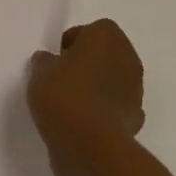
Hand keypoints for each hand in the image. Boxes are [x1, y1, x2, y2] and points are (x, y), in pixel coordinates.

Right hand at [28, 19, 144, 175]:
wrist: (91, 144)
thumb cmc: (65, 96)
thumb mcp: (40, 73)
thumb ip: (45, 62)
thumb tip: (49, 61)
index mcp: (107, 36)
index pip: (89, 31)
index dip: (71, 45)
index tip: (56, 62)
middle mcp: (128, 56)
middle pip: (104, 55)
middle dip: (86, 65)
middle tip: (61, 82)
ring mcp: (136, 88)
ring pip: (112, 81)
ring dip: (97, 89)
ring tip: (70, 106)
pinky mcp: (135, 117)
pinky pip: (116, 107)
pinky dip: (104, 112)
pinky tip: (85, 124)